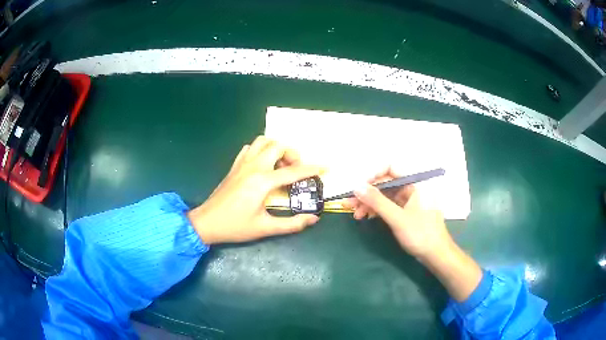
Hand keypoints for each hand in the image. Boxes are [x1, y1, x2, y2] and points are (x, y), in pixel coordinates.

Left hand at [188, 136, 322, 244]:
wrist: (207, 223)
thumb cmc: (235, 226)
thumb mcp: (265, 228)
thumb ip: (292, 224)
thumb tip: (313, 219)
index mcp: (263, 181)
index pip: (293, 171)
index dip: (312, 169)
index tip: (326, 167)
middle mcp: (253, 167)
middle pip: (278, 146)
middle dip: (292, 154)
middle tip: (296, 170)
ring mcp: (242, 164)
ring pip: (263, 142)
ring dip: (276, 149)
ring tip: (280, 166)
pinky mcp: (234, 166)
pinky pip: (250, 148)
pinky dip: (261, 150)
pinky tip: (263, 166)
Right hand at [342, 167, 452, 259]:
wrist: (436, 254)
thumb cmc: (420, 234)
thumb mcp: (397, 218)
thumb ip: (377, 201)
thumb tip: (356, 186)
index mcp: (415, 183)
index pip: (391, 168)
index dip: (373, 174)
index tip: (359, 187)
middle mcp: (412, 188)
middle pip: (385, 184)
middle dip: (367, 193)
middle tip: (349, 203)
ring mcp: (409, 200)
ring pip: (385, 196)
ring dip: (369, 203)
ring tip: (355, 214)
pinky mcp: (406, 211)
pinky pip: (389, 205)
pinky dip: (377, 210)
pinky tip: (365, 216)